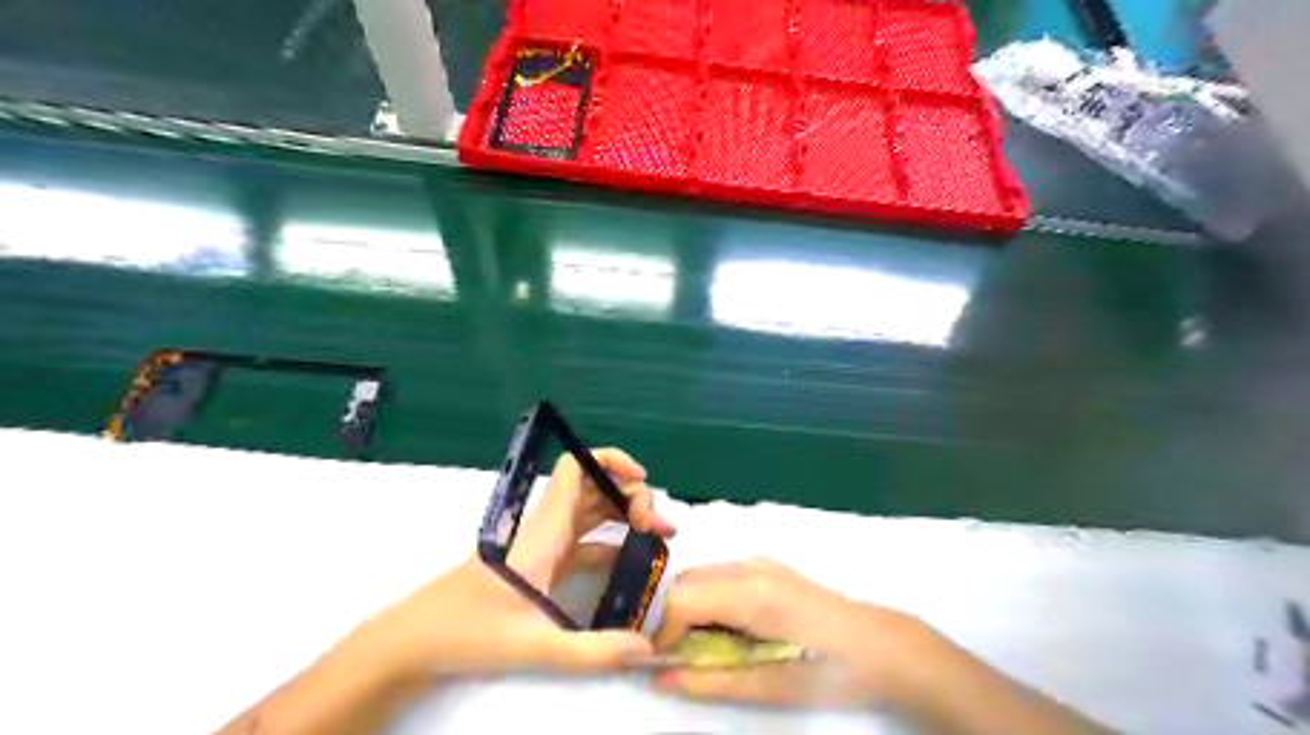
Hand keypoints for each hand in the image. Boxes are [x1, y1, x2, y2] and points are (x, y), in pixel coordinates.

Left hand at [351, 450, 674, 684]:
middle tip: (660, 529)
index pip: (577, 468)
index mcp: (545, 528)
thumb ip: (593, 651)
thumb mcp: (534, 645)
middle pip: (595, 486)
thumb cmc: (468, 630)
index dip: (612, 461)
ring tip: (657, 539)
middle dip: (632, 496)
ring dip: (625, 515)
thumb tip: (647, 650)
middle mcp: (547, 526)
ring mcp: (545, 543)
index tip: (643, 481)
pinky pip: (586, 539)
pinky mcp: (543, 562)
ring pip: (592, 510)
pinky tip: (630, 563)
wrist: (417, 639)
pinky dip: (612, 541)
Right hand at [651, 559, 934, 709]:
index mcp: (750, 594)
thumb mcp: (769, 686)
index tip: (664, 663)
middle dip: (673, 618)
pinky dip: (710, 597)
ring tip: (706, 646)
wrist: (881, 645)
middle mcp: (749, 567)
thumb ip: (709, 681)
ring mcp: (760, 562)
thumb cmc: (829, 671)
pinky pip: (722, 574)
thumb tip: (659, 679)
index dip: (663, 631)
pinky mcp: (769, 566)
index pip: (681, 599)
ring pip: (701, 575)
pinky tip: (730, 627)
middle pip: (685, 582)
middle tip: (683, 657)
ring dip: (691, 608)